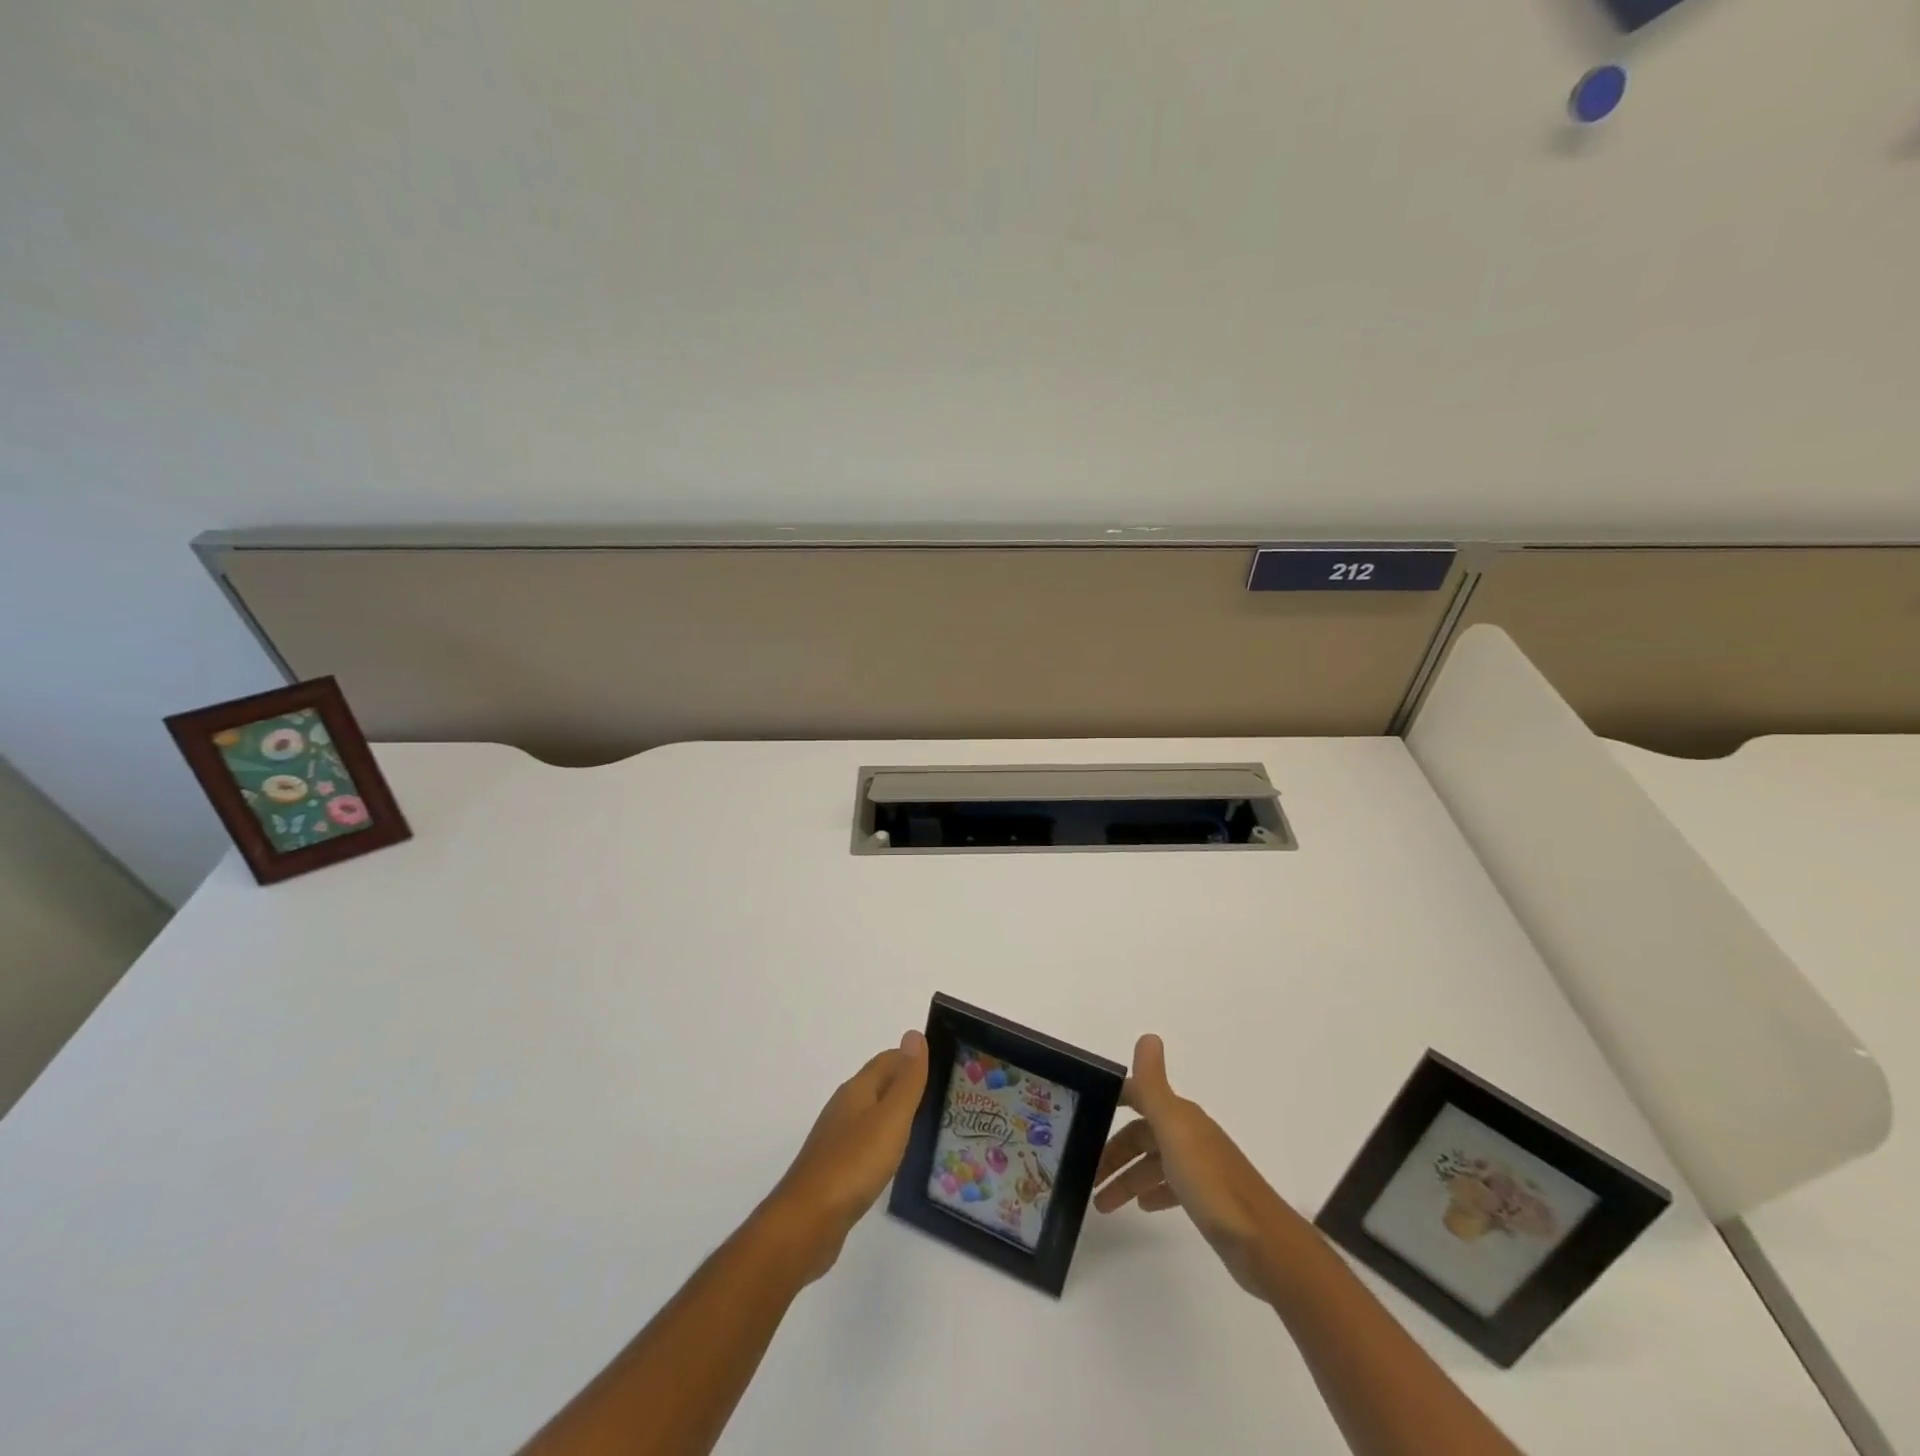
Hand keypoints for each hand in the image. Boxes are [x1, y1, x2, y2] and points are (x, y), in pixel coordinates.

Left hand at [760, 1030, 928, 1281]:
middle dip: (905, 1083)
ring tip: (923, 1123)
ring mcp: (836, 1139)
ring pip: (871, 1114)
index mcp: (857, 1090)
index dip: (911, 1058)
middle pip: (878, 1084)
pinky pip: (865, 1142)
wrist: (807, 1222)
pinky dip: (883, 1140)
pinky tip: (893, 1157)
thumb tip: (914, 1034)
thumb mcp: (891, 1118)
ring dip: (894, 1113)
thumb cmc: (854, 1163)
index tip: (941, 1065)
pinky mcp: (834, 1170)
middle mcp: (844, 1108)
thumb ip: (906, 1080)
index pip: (887, 1060)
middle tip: (940, 1093)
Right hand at [1092, 1034, 1294, 1297]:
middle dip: (1114, 1152)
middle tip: (1087, 1176)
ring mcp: (1200, 1167)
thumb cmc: (1211, 1184)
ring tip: (1102, 1203)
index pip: (1139, 1096)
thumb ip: (1155, 1086)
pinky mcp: (1208, 1199)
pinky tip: (1143, 1207)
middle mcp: (1190, 1134)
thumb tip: (1148, 1035)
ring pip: (1153, 1163)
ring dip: (1127, 1178)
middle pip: (1142, 1134)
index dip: (1113, 1101)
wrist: (1264, 1244)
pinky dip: (1152, 1192)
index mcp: (1181, 1116)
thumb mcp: (1175, 1130)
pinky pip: (1171, 1186)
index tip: (1084, 1112)